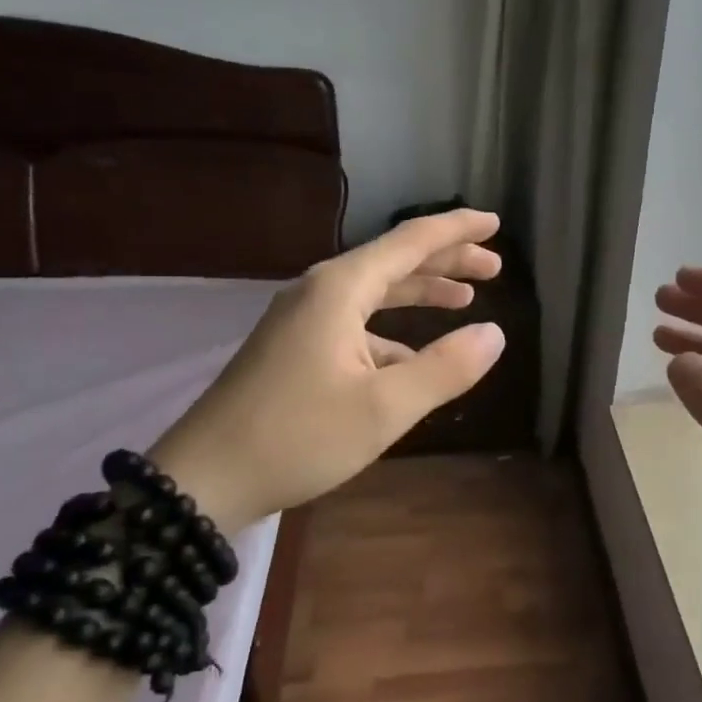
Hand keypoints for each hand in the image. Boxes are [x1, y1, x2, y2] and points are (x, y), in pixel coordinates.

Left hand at [150, 209, 506, 530]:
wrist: (204, 479)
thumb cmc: (298, 437)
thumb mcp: (383, 408)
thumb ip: (445, 368)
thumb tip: (495, 334)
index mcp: (340, 289)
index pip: (411, 241)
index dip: (457, 229)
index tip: (497, 222)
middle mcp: (320, 292)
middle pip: (393, 262)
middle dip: (445, 261)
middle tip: (493, 268)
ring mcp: (302, 320)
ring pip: (374, 293)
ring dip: (419, 294)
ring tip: (463, 300)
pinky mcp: (293, 349)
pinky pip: (355, 325)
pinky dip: (392, 333)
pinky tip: (413, 359)